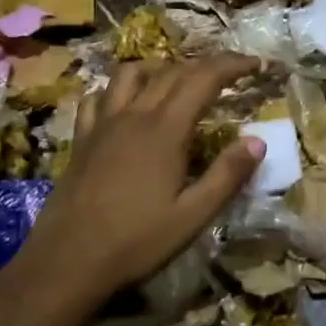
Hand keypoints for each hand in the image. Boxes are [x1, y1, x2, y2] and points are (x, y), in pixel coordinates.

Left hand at [18, 54, 264, 300]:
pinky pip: (98, 97)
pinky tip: (125, 104)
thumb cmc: (136, 242)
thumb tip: (258, 141)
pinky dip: (117, 89)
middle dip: (207, 64)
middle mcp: (134, 115)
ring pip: (131, 74)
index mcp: (165, 130)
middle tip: (232, 71)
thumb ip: (227, 176)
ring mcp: (103, 124)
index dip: (233, 66)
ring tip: (179, 80)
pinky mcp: (82, 139)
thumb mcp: (193, 216)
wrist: (67, 262)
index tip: (258, 64)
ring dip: (161, 67)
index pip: (204, 79)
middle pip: (173, 71)